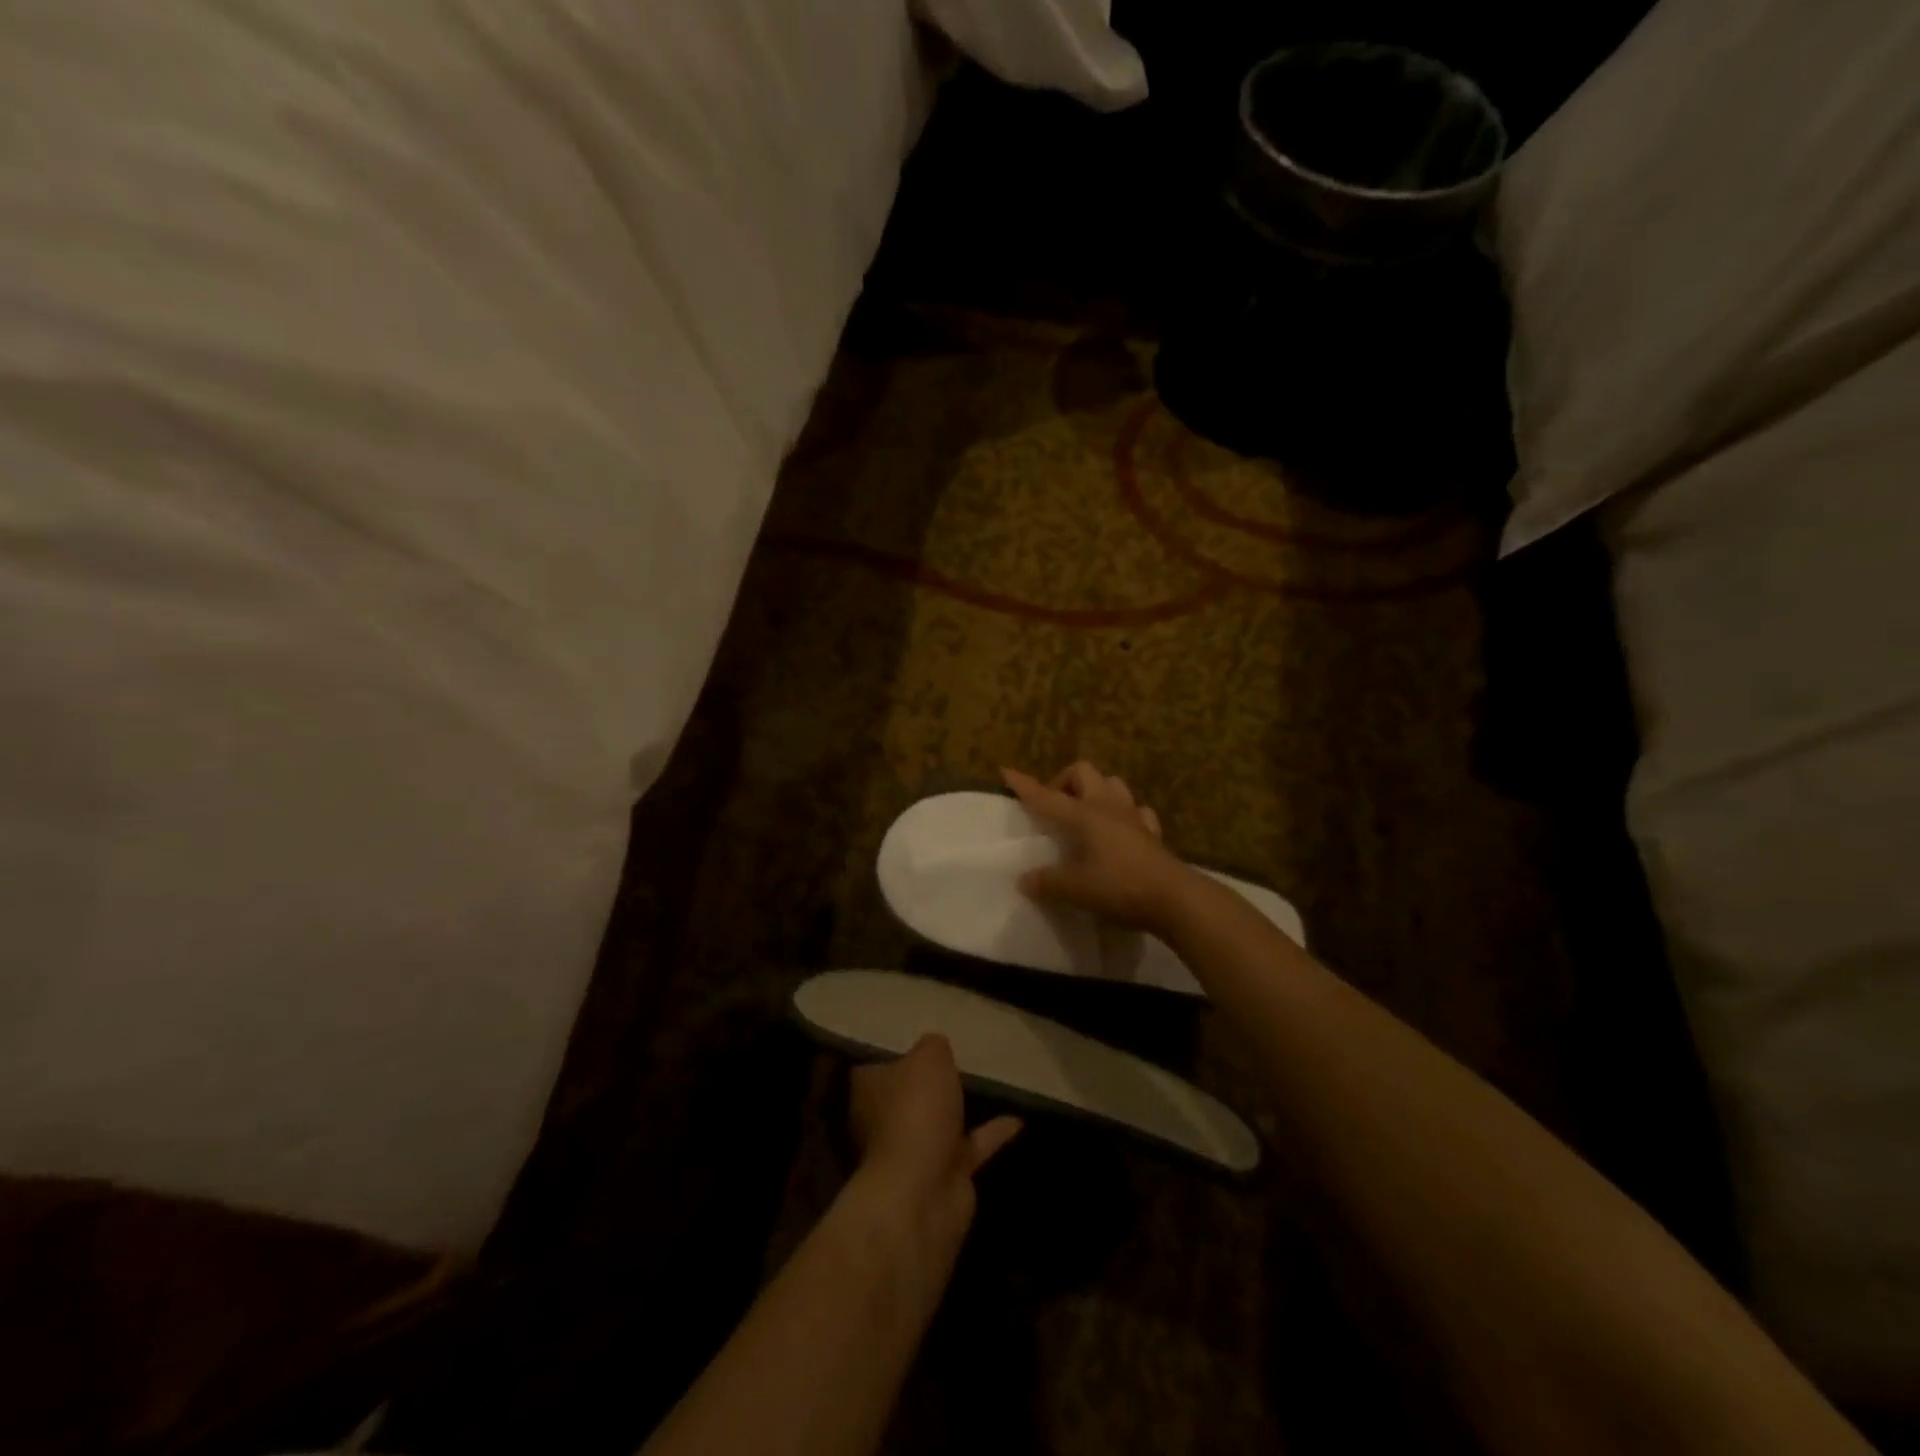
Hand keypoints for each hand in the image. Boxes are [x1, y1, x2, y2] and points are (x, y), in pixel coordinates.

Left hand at [849, 1035, 1020, 1246]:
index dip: (897, 1053)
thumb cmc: (915, 1112)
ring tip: (990, 1086)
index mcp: (869, 1090)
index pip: (877, 1065)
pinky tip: (1018, 1120)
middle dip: (928, 1084)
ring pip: (938, 1123)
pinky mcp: (944, 1175)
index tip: (921, 1043)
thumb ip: (934, 1047)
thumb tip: (935, 1047)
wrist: (922, 1192)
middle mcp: (885, 1120)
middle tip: (958, 1060)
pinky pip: (971, 1146)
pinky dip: (992, 1133)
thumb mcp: (928, 1057)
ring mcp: (914, 1151)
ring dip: (958, 1110)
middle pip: (908, 1095)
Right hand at [1002, 762, 1195, 933]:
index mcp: (1084, 815)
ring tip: (1084, 814)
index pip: (1047, 796)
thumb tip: (1024, 879)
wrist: (1175, 899)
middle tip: (1055, 808)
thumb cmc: (1120, 887)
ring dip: (1095, 791)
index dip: (1025, 785)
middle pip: (1083, 772)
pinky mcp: (1152, 833)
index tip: (1007, 771)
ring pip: (1112, 784)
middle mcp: (1107, 807)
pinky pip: (1136, 811)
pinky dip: (1124, 814)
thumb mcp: (1076, 889)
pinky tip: (1120, 830)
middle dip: (1064, 781)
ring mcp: (1133, 817)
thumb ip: (1048, 882)